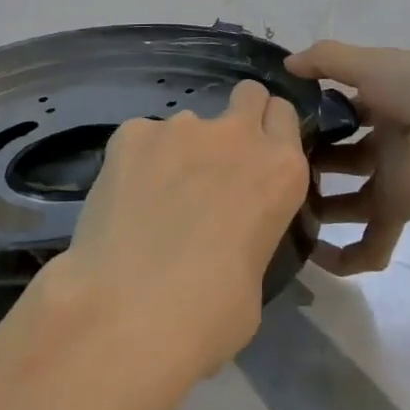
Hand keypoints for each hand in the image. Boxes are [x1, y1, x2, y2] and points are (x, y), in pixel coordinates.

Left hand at [45, 79, 309, 381]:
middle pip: (248, 95)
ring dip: (179, 150)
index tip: (258, 154)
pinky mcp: (130, 133)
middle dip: (237, 117)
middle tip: (215, 162)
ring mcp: (179, 127)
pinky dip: (138, 160)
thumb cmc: (210, 315)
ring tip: (154, 199)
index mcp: (280, 169)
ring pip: (186, 124)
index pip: (284, 115)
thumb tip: (227, 229)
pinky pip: (142, 137)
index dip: (271, 130)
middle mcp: (235, 134)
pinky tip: (125, 200)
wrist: (129, 312)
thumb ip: (250, 228)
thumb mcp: (256, 273)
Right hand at [285, 40, 409, 275]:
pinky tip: (311, 255)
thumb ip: (326, 60)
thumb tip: (287, 63)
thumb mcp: (370, 63)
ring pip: (352, 198)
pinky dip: (344, 256)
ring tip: (282, 201)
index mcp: (392, 97)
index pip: (350, 104)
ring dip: (321, 205)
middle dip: (314, 158)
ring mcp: (396, 177)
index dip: (320, 108)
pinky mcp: (398, 211)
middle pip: (347, 153)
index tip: (284, 116)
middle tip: (277, 162)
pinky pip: (370, 242)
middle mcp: (393, 137)